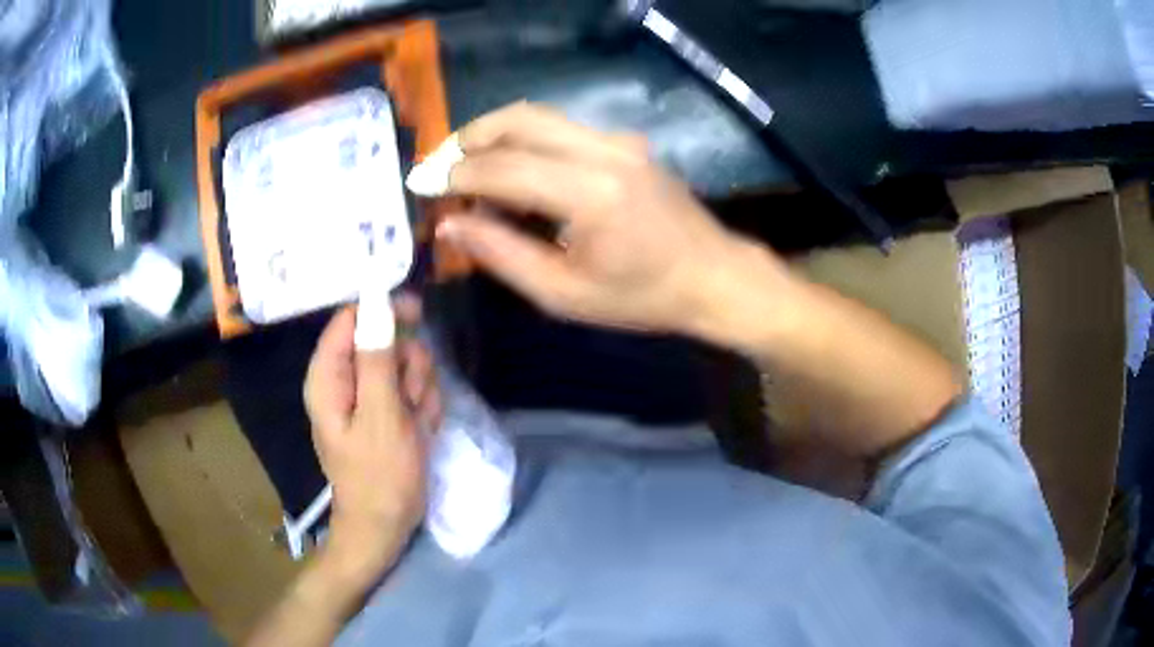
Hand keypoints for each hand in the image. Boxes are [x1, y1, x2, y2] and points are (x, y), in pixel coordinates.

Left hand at [303, 296, 441, 574]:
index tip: (416, 315)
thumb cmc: (380, 477)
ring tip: (416, 424)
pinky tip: (420, 431)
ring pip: (403, 364)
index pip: (350, 319)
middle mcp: (343, 379)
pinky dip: (422, 407)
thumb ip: (378, 361)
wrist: (386, 525)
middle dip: (408, 365)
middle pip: (383, 339)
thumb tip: (377, 306)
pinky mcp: (385, 410)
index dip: (382, 311)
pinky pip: (411, 388)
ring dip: (419, 390)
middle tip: (411, 398)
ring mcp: (367, 395)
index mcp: (328, 377)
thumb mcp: (382, 418)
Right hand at [435, 103, 781, 335]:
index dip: (454, 175)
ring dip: (494, 134)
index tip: (421, 187)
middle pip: (519, 120)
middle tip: (438, 168)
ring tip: (465, 166)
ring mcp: (618, 140)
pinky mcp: (625, 142)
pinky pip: (561, 129)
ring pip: (539, 116)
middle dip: (468, 139)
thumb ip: (501, 254)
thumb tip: (450, 223)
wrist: (714, 276)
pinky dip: (524, 140)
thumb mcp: (565, 294)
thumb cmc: (643, 297)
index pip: (503, 167)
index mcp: (590, 192)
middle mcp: (604, 150)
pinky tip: (511, 168)